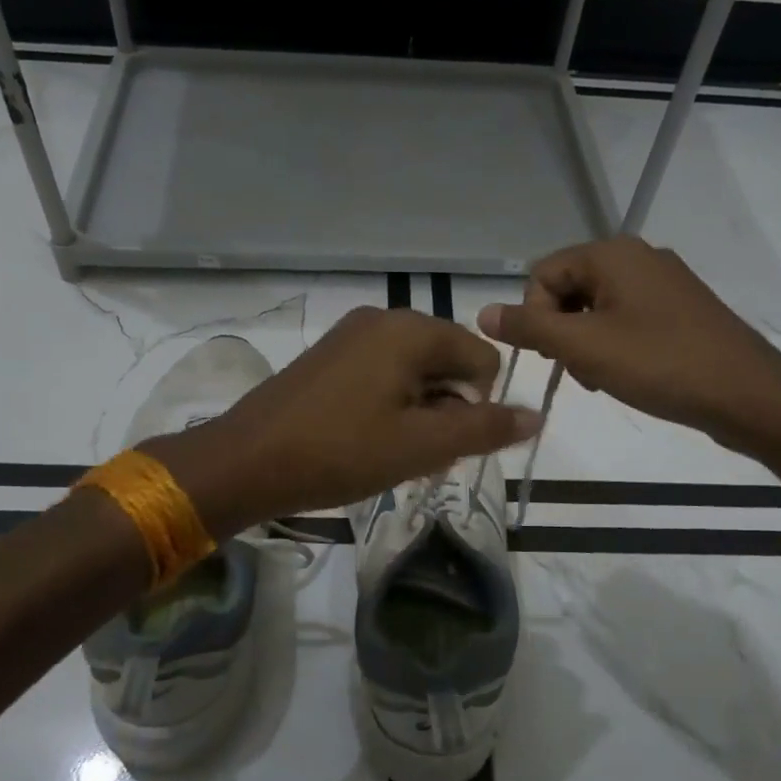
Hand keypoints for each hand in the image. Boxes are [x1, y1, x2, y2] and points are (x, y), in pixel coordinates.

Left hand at [144, 307, 540, 534]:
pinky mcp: (329, 357)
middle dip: (447, 409)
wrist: (246, 461)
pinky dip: (390, 407)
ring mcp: (351, 336)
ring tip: (392, 453)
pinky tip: (368, 441)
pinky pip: (381, 375)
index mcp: (410, 330)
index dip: (478, 405)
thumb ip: (484, 429)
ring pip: (414, 373)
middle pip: (447, 362)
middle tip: (419, 454)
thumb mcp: (421, 446)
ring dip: (419, 413)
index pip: (481, 357)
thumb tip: (535, 415)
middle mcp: (383, 319)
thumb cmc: (339, 452)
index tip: (446, 444)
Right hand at [478, 236, 780, 457]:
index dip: (534, 316)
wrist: (748, 395)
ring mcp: (663, 282)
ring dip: (585, 342)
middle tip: (576, 370)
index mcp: (612, 254)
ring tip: (600, 377)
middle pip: (569, 288)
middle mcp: (637, 256)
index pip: (542, 274)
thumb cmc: (660, 365)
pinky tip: (626, 374)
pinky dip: (614, 344)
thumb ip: (529, 327)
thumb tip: (482, 312)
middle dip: (560, 330)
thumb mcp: (584, 347)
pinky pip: (626, 318)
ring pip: (596, 307)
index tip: (551, 356)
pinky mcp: (680, 309)